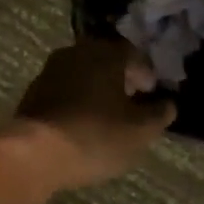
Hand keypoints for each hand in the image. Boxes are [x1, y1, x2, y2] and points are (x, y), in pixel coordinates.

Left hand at [12, 39, 174, 191]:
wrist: (35, 152)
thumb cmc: (95, 136)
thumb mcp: (139, 131)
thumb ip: (159, 114)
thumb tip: (168, 104)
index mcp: (105, 52)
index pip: (133, 53)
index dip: (146, 73)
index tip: (152, 93)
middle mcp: (77, 51)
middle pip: (106, 59)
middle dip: (121, 78)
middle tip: (133, 102)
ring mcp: (52, 68)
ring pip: (84, 72)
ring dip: (98, 88)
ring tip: (109, 114)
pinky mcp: (35, 90)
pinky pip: (66, 88)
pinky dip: (78, 99)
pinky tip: (84, 122)